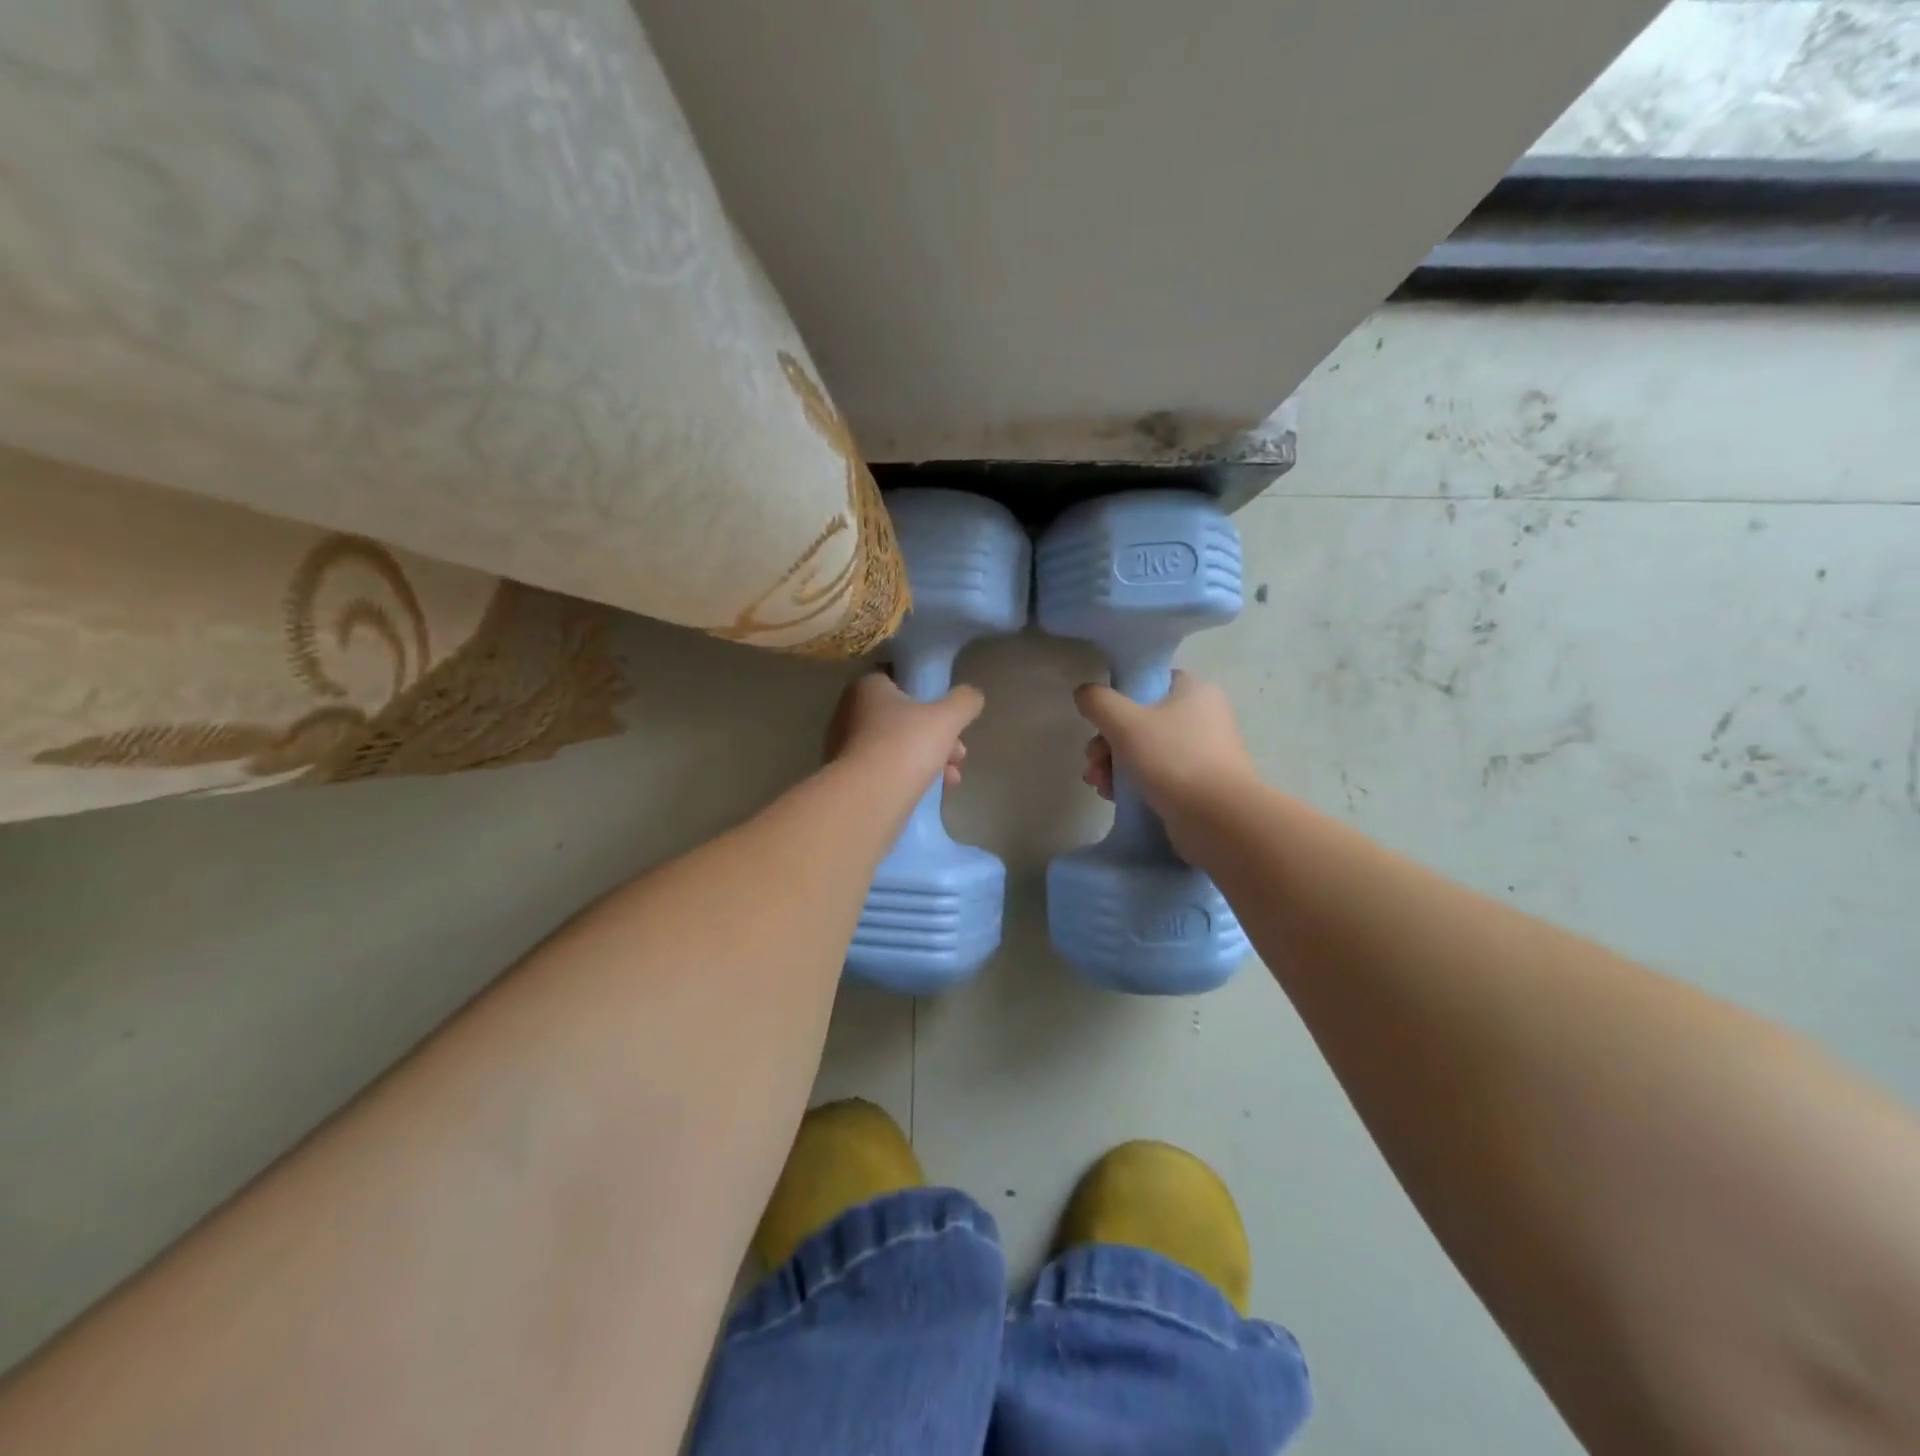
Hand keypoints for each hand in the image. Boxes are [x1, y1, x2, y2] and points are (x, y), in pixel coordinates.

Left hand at [826, 672, 982, 790]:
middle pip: (903, 717)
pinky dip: (909, 776)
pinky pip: (885, 770)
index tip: (950, 714)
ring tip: (952, 779)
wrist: (867, 800)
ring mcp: (846, 747)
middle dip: (937, 735)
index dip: (929, 694)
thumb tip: (972, 696)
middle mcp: (850, 712)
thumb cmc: (905, 746)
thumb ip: (964, 701)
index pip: (899, 679)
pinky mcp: (849, 777)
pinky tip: (933, 792)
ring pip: (897, 746)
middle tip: (959, 754)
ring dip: (929, 759)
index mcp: (867, 687)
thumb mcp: (947, 718)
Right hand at [1075, 670, 1255, 816]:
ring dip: (1114, 765)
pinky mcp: (1199, 784)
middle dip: (1108, 743)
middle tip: (1093, 761)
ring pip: (1145, 750)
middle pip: (1141, 720)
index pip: (1149, 683)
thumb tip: (1084, 693)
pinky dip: (1133, 784)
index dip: (1119, 699)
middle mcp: (1203, 717)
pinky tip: (1113, 797)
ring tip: (1099, 785)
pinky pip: (1157, 775)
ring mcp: (1203, 753)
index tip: (1100, 722)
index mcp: (1194, 691)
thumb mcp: (1125, 723)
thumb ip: (1098, 702)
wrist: (1218, 819)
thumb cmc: (1173, 760)